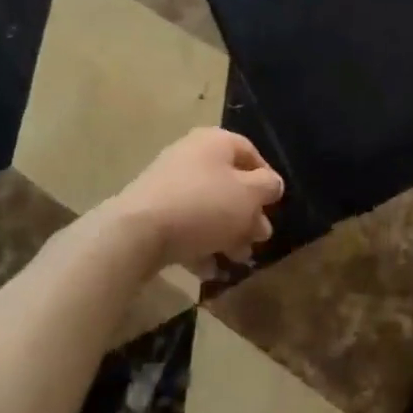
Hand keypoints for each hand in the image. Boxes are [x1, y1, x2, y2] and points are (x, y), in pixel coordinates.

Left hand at [106, 129, 282, 276]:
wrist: (137, 233)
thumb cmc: (203, 205)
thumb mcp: (248, 195)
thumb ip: (267, 187)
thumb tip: (273, 184)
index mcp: (215, 142)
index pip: (250, 153)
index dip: (267, 180)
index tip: (275, 206)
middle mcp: (191, 156)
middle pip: (230, 183)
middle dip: (248, 215)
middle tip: (259, 239)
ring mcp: (168, 184)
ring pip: (208, 208)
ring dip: (227, 234)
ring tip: (237, 260)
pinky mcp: (152, 212)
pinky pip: (185, 226)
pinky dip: (200, 245)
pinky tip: (209, 270)